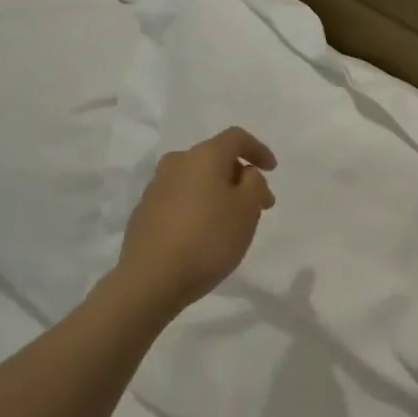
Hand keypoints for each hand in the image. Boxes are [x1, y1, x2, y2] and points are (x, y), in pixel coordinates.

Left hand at [118, 127, 276, 315]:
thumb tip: (244, 174)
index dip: (258, 150)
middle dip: (240, 176)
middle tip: (258, 204)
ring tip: (232, 221)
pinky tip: (204, 232)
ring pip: (196, 179)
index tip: (272, 170)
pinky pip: (180, 198)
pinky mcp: (144, 211)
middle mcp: (177, 163)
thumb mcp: (248, 210)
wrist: (152, 278)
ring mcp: (156, 187)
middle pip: (215, 158)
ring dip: (218, 192)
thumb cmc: (209, 239)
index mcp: (204, 156)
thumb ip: (254, 184)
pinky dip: (197, 206)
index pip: (236, 138)